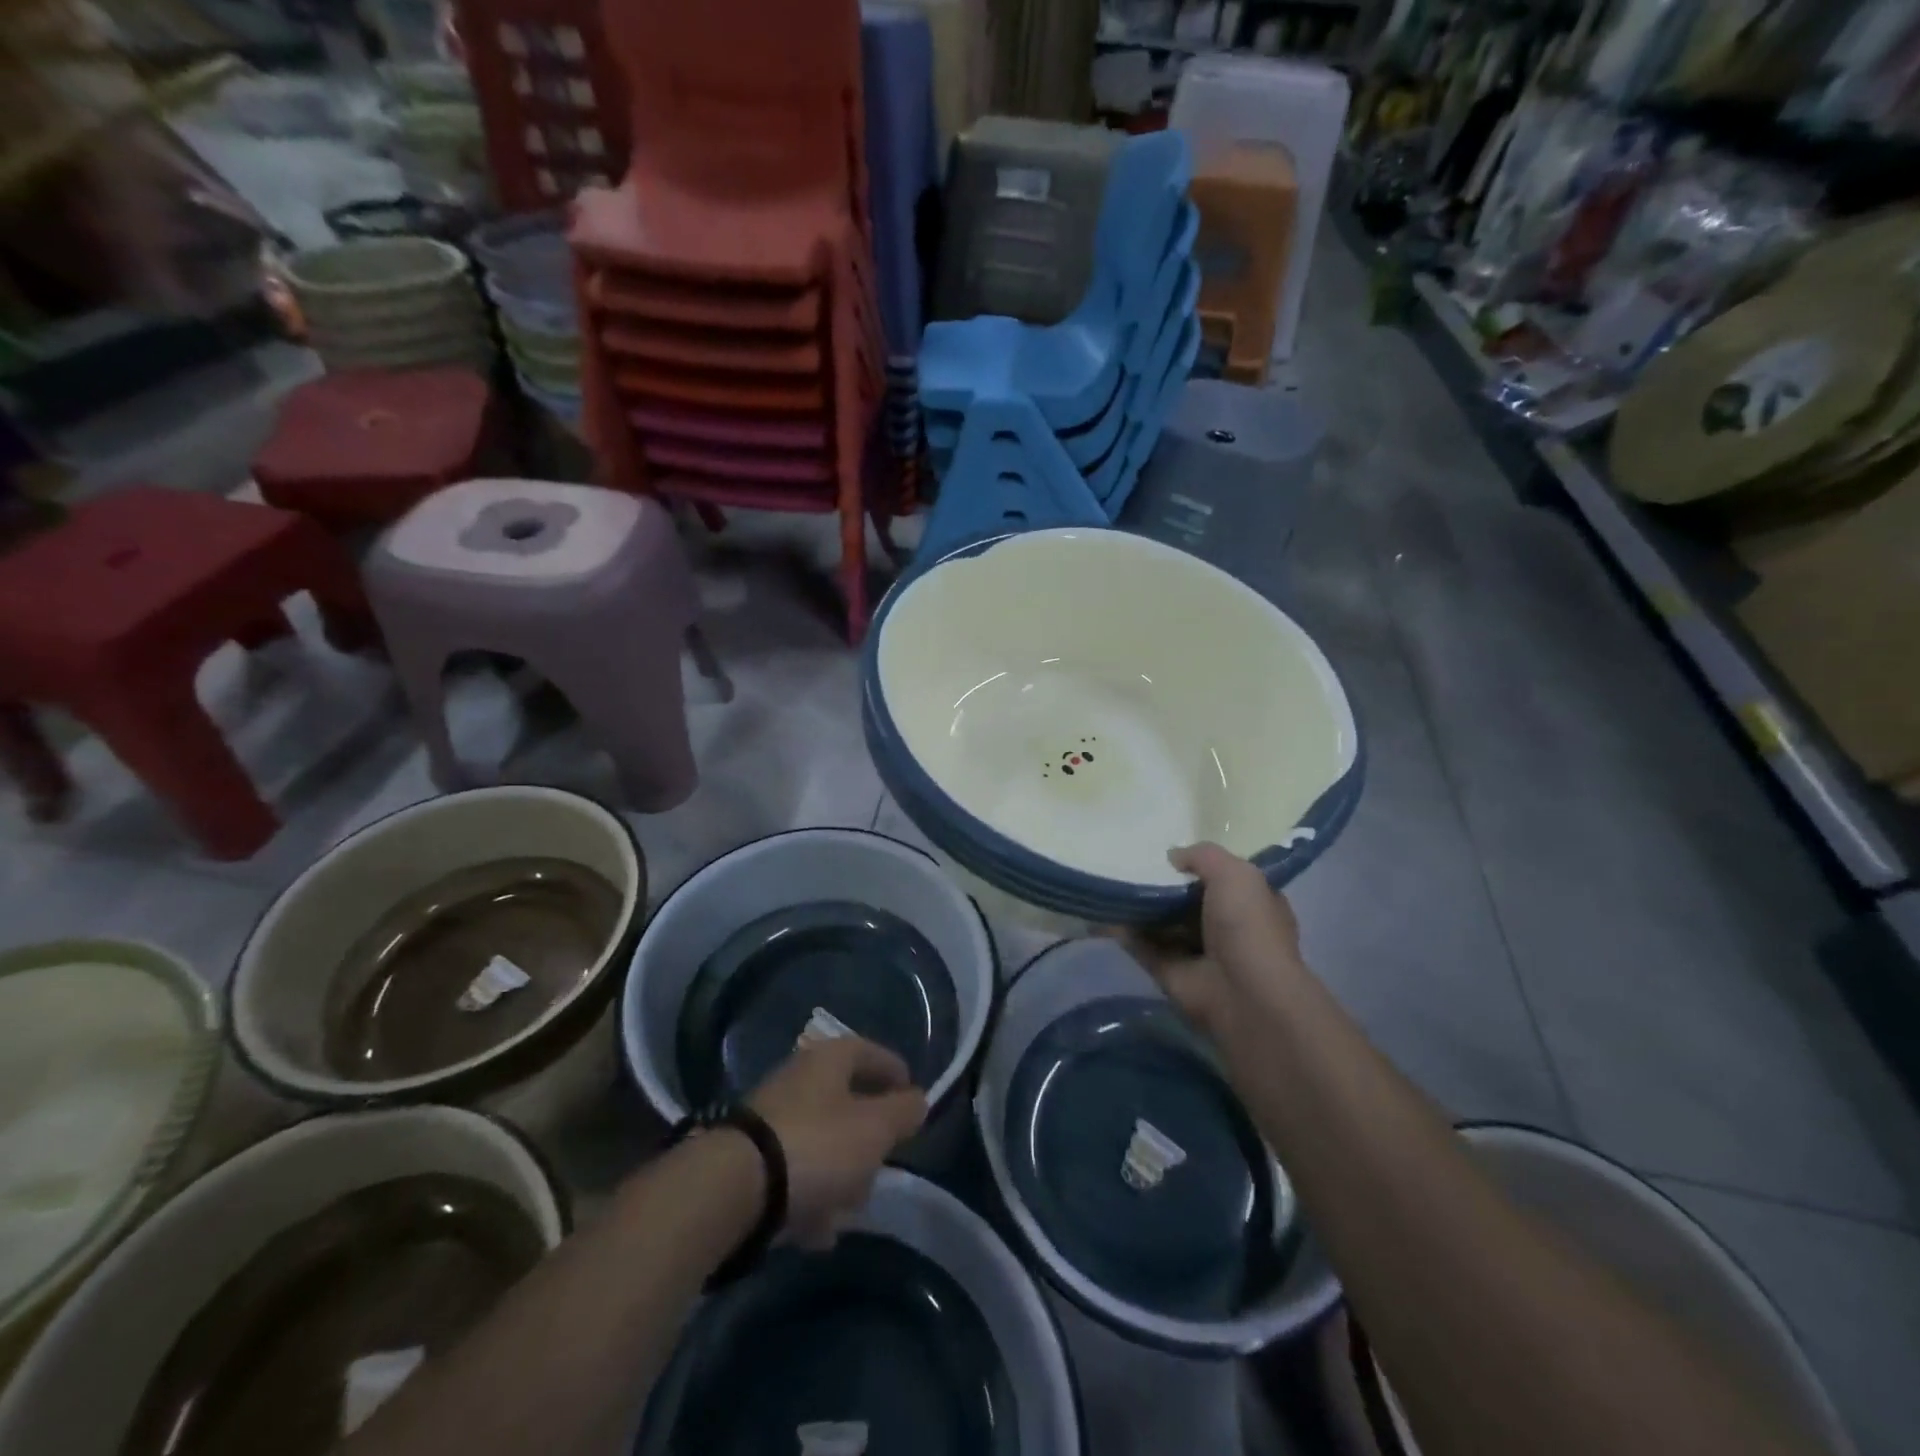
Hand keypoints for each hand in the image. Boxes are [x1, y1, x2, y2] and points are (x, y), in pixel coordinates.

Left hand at [748, 1037, 927, 1247]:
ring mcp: (771, 1118)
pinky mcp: (751, 1158)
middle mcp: (798, 1078)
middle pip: (846, 1100)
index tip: (913, 1100)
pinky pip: (795, 1173)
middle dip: (868, 1137)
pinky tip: (818, 1231)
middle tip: (884, 1162)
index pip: (871, 1052)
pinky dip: (811, 1197)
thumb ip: (903, 1112)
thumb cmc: (817, 1146)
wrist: (732, 1189)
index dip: (895, 1072)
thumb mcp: (875, 1129)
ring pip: (821, 1140)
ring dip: (840, 1173)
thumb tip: (917, 1099)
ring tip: (850, 1210)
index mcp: (829, 1059)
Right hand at [1125, 842, 1305, 1034]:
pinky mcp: (1171, 973)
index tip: (1172, 852)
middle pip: (1190, 901)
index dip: (1203, 865)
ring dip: (1142, 908)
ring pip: (1164, 924)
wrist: (1243, 994)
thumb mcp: (1235, 873)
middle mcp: (1227, 928)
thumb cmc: (1248, 926)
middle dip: (1166, 885)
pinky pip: (1143, 947)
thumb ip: (1203, 856)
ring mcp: (1198, 953)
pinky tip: (1104, 912)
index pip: (1226, 879)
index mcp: (1252, 903)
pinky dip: (1124, 933)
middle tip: (1132, 862)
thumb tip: (1172, 856)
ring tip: (1112, 880)